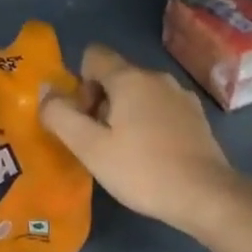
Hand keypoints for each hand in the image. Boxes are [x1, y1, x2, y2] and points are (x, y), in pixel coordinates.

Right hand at [40, 44, 251, 239]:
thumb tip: (44, 90)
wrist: (207, 196)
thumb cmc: (142, 170)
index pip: (93, 55)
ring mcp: (181, 96)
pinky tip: (151, 156)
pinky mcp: (196, 117)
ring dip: (124, 114)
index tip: (85, 118)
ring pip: (139, 93)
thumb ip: (60, 115)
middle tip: (99, 142)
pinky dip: (148, 123)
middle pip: (115, 75)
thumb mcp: (90, 147)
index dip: (80, 83)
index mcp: (130, 78)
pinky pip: (160, 108)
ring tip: (124, 152)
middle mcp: (157, 77)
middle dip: (100, 102)